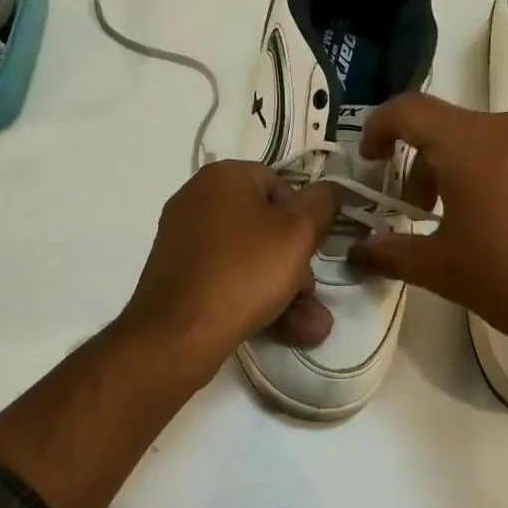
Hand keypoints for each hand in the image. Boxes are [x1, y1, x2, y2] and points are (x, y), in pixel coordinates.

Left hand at [121, 160, 343, 372]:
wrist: (180, 331)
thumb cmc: (245, 271)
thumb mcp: (298, 233)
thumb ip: (322, 204)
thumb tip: (330, 189)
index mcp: (223, 176)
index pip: (280, 184)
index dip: (304, 218)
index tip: (313, 251)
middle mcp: (197, 199)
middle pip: (264, 225)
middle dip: (295, 264)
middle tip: (310, 294)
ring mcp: (183, 238)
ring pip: (249, 258)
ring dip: (284, 290)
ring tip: (310, 327)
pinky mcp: (177, 274)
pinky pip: (225, 277)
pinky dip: (252, 298)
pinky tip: (282, 328)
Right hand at [349, 93, 507, 355]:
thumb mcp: (441, 269)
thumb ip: (391, 253)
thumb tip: (358, 252)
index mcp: (470, 144)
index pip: (409, 110)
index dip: (379, 128)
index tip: (371, 160)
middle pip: (447, 129)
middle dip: (421, 165)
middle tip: (417, 211)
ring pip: (484, 141)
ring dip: (459, 171)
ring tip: (461, 220)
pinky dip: (495, 175)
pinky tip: (503, 222)